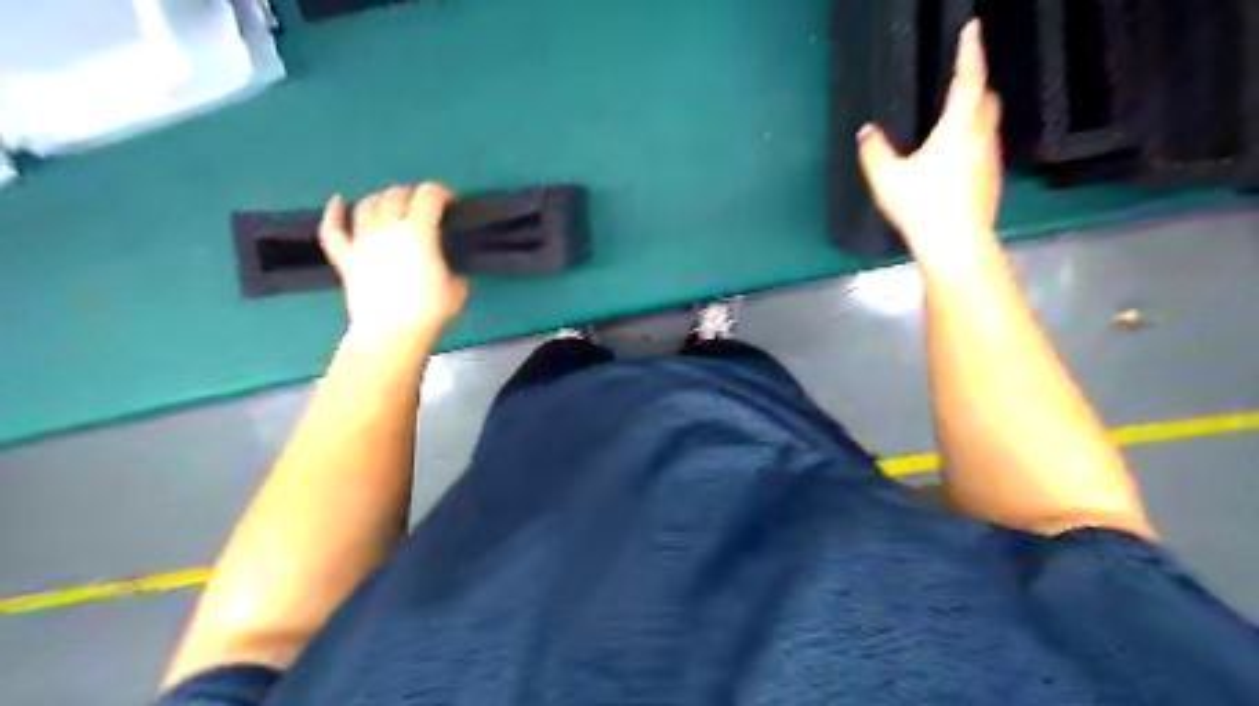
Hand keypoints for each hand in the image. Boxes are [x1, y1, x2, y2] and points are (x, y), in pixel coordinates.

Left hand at [319, 183, 465, 341]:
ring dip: (382, 198)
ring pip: (368, 205)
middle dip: (413, 194)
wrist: (391, 334)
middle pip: (397, 195)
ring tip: (392, 204)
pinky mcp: (345, 258)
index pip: (429, 196)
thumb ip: (452, 269)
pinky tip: (338, 201)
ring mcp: (362, 241)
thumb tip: (447, 270)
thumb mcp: (458, 288)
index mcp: (419, 231)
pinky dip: (334, 212)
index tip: (451, 203)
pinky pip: (333, 230)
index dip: (442, 193)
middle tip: (424, 205)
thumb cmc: (429, 311)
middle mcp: (388, 228)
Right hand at [856, 20, 1004, 268]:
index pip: (968, 79)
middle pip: (987, 98)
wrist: (956, 244)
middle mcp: (982, 137)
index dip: (970, 51)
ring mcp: (991, 160)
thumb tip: (866, 132)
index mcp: (958, 127)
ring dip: (974, 116)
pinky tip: (954, 162)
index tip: (972, 28)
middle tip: (958, 82)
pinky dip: (973, 143)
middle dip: (976, 85)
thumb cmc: (921, 205)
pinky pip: (985, 149)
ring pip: (988, 125)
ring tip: (952, 123)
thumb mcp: (886, 178)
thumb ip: (874, 151)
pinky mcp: (991, 181)